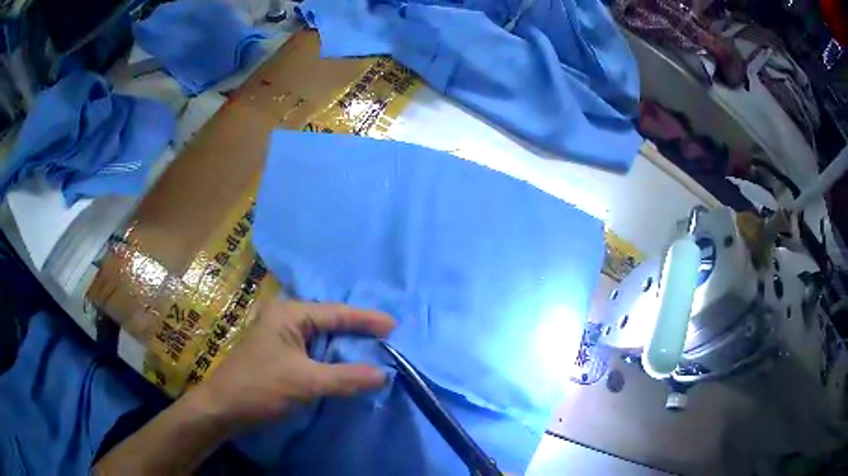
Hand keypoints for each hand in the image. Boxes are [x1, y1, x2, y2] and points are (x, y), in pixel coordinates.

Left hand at [189, 297, 395, 430]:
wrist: (223, 407)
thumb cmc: (261, 388)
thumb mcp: (306, 382)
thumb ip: (346, 377)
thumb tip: (384, 374)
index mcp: (289, 313)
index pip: (337, 313)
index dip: (367, 320)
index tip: (395, 326)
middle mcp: (284, 316)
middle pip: (329, 320)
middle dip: (358, 330)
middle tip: (388, 338)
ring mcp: (279, 334)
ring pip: (321, 336)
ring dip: (345, 344)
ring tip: (373, 348)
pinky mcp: (278, 351)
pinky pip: (312, 348)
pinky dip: (331, 356)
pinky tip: (345, 362)